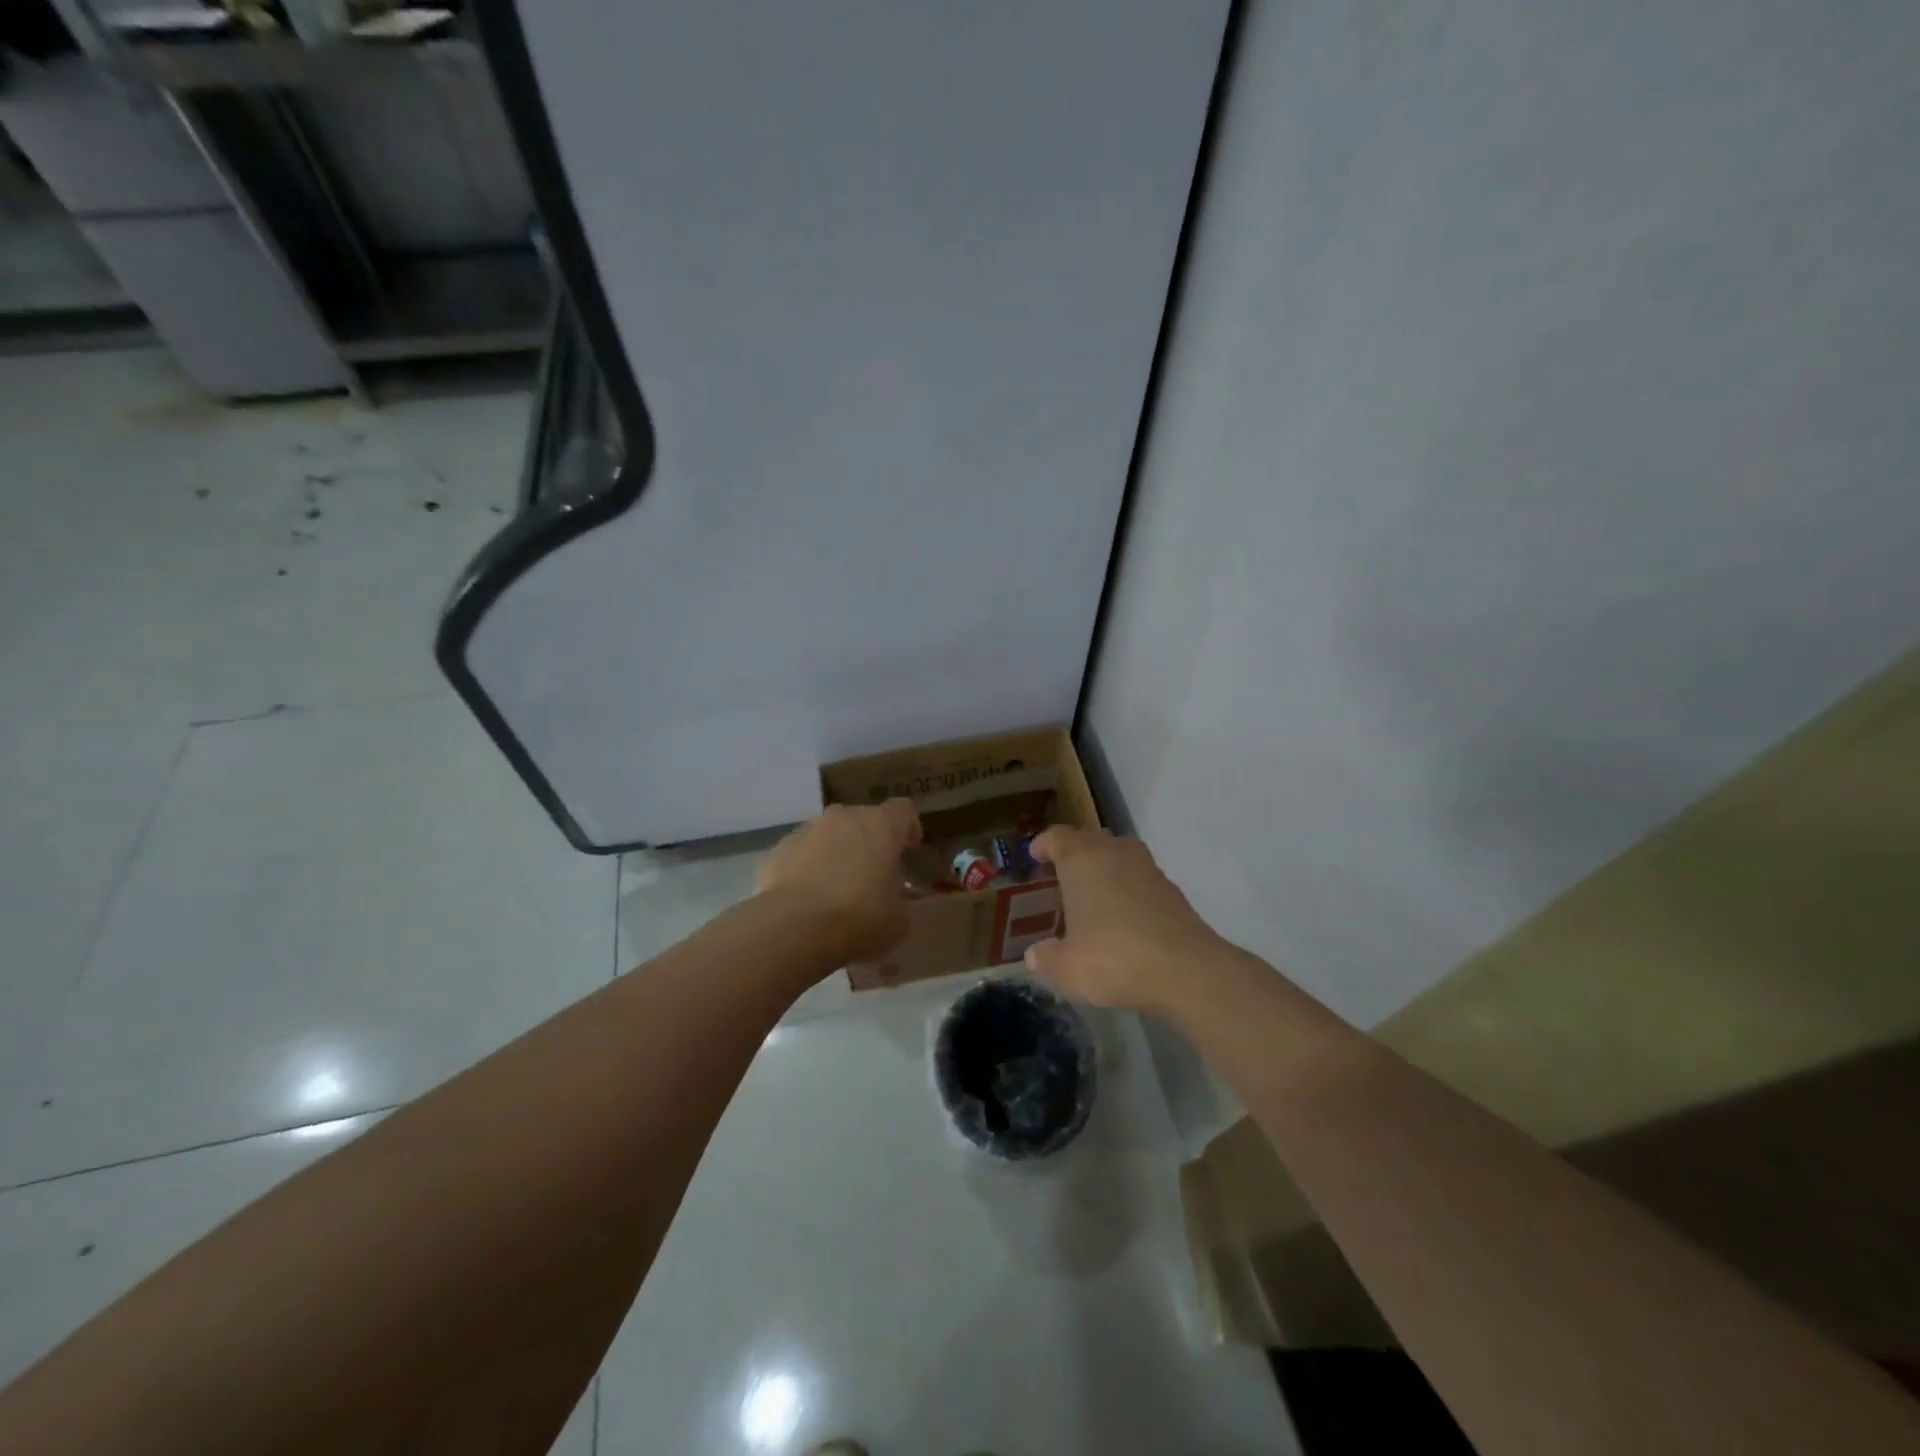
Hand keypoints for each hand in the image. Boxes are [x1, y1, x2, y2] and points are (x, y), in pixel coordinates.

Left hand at [756, 799, 922, 961]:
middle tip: (872, 873)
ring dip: (835, 853)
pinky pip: (800, 854)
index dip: (908, 828)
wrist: (794, 928)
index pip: (903, 811)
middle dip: (869, 841)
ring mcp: (806, 831)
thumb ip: (898, 900)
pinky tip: (807, 900)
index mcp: (880, 826)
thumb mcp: (897, 920)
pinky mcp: (777, 851)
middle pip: (862, 819)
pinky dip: (806, 869)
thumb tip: (890, 901)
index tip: (909, 848)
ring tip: (835, 889)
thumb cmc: (858, 918)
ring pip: (828, 835)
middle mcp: (843, 818)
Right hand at [1024, 826, 1227, 1013]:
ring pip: (1117, 857)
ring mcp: (1148, 868)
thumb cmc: (1115, 958)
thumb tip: (1035, 956)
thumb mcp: (1068, 968)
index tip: (1035, 856)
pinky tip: (1122, 918)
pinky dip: (1126, 889)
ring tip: (1090, 897)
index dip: (1044, 845)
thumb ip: (1046, 959)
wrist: (1188, 971)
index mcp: (1082, 860)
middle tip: (1059, 878)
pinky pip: (1138, 879)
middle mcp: (1115, 852)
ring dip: (1102, 870)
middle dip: (1073, 855)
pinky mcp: (1172, 889)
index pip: (1057, 837)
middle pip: (1089, 841)